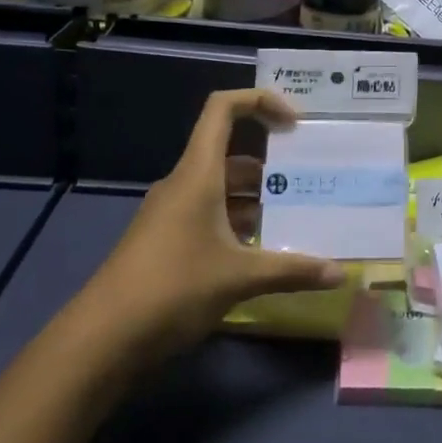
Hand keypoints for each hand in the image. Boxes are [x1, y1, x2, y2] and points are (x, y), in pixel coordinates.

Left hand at [80, 89, 343, 367]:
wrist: (101, 340)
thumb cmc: (173, 289)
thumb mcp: (239, 278)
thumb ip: (292, 271)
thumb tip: (340, 273)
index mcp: (198, 174)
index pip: (223, 110)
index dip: (260, 102)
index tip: (294, 125)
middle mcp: (183, 184)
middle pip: (231, 154)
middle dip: (271, 166)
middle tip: (310, 183)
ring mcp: (171, 214)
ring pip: (221, 190)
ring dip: (256, 200)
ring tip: (296, 220)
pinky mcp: (166, 241)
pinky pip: (209, 216)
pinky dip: (238, 225)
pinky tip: (263, 254)